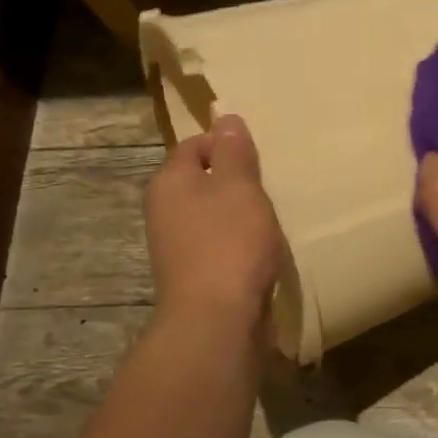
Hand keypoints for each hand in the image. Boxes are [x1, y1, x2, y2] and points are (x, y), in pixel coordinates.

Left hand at [144, 115, 284, 334]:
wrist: (217, 319)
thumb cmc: (230, 243)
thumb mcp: (239, 186)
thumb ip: (234, 151)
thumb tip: (225, 118)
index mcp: (170, 182)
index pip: (195, 145)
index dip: (226, 144)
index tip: (259, 155)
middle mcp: (165, 211)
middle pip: (203, 181)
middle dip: (237, 181)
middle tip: (270, 185)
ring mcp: (178, 246)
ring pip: (213, 215)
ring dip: (241, 214)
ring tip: (272, 218)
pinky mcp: (196, 275)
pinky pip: (220, 245)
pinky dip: (240, 243)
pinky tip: (263, 250)